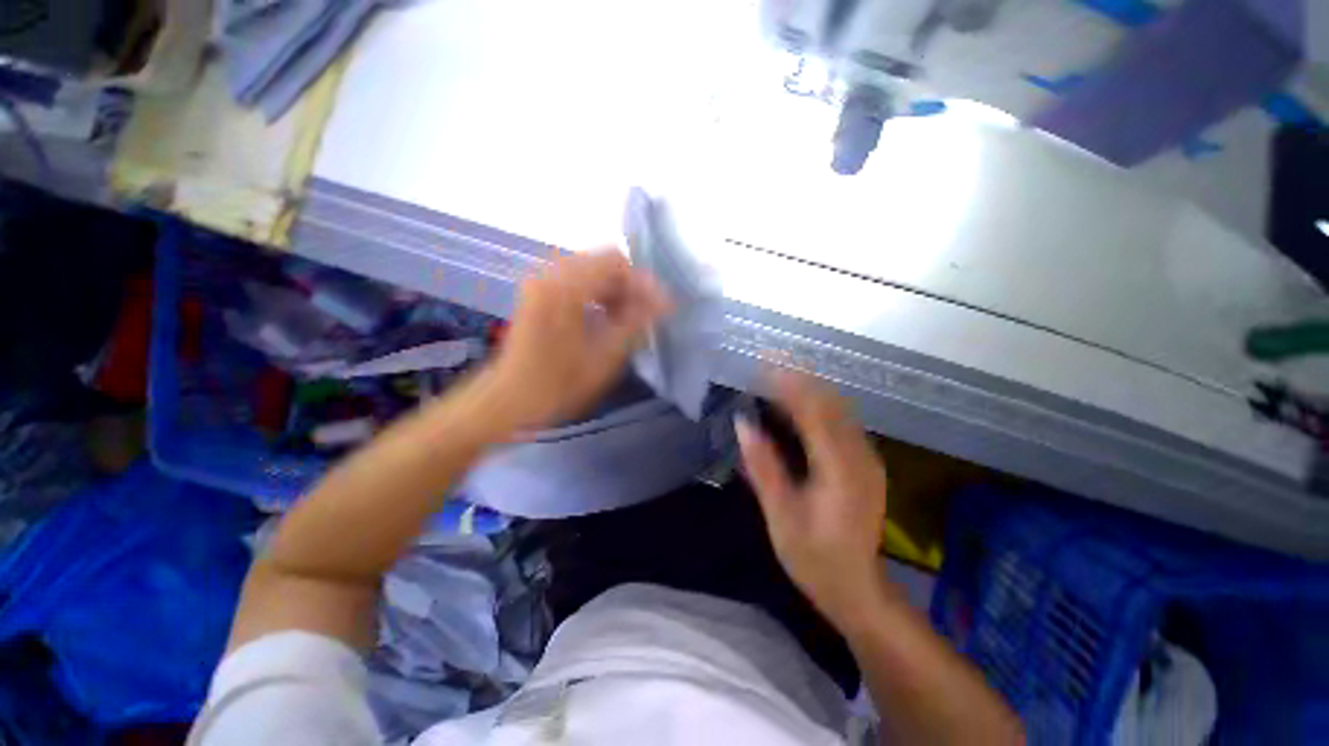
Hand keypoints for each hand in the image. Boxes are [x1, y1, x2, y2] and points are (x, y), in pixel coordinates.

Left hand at [488, 250, 670, 429]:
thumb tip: (663, 301)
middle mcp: (551, 274)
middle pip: (603, 263)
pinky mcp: (538, 293)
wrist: (509, 399)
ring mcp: (541, 282)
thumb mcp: (604, 357)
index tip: (659, 307)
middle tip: (645, 315)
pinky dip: (597, 296)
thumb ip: (635, 322)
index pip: (615, 261)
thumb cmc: (558, 384)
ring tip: (627, 320)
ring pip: (591, 271)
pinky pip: (577, 282)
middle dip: (629, 287)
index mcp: (566, 287)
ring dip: (614, 292)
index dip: (642, 282)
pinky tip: (605, 319)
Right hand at [737, 371, 889, 627]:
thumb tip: (743, 424)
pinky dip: (818, 405)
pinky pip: (841, 422)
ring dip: (809, 387)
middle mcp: (860, 457)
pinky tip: (798, 402)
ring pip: (839, 409)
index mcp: (840, 470)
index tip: (765, 363)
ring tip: (779, 373)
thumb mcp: (781, 517)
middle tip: (769, 360)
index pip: (814, 411)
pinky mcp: (865, 463)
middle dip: (800, 377)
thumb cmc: (813, 558)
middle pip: (830, 403)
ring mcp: (867, 459)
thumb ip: (764, 467)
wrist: (857, 589)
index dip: (789, 384)